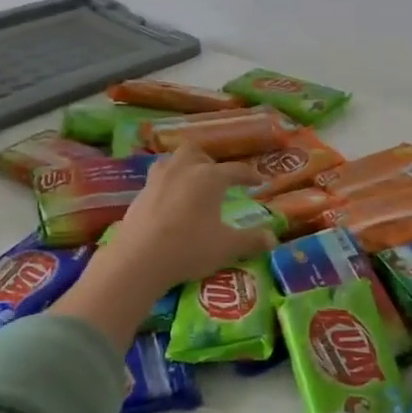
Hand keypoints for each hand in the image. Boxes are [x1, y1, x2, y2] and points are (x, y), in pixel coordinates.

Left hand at [51, 147, 277, 350]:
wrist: (139, 260)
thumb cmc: (189, 248)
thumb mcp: (227, 247)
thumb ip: (251, 240)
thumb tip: (273, 238)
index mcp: (209, 178)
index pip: (235, 170)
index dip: (250, 175)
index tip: (259, 181)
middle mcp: (183, 170)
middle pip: (196, 152)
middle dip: (209, 161)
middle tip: (218, 178)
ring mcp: (157, 180)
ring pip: (172, 161)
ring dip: (184, 167)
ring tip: (191, 184)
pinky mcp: (139, 196)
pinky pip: (156, 180)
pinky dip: (167, 185)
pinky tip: (170, 203)